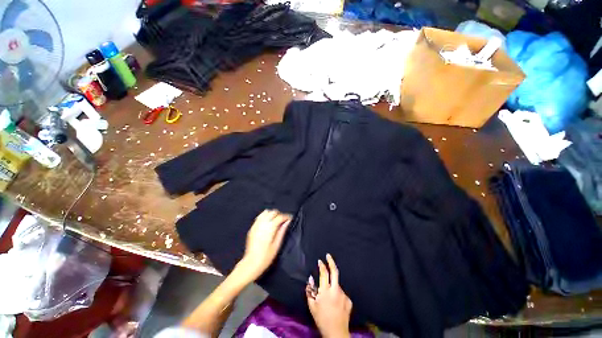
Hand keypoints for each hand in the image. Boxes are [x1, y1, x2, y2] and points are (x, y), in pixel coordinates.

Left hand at [236, 210, 290, 281]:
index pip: (280, 216)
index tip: (290, 219)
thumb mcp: (277, 245)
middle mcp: (262, 223)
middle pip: (273, 212)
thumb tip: (287, 222)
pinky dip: (265, 217)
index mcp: (270, 228)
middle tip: (283, 221)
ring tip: (275, 221)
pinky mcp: (252, 227)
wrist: (251, 263)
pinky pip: (260, 217)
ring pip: (266, 212)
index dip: (286, 216)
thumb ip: (282, 231)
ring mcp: (256, 225)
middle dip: (279, 214)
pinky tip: (268, 223)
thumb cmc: (266, 256)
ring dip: (272, 214)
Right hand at [306, 254, 351, 337]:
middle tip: (328, 255)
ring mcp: (343, 295)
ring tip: (329, 298)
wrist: (336, 332)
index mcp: (325, 291)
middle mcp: (336, 290)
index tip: (320, 261)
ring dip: (333, 285)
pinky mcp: (348, 300)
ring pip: (337, 284)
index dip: (322, 265)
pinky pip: (341, 293)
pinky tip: (335, 304)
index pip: (324, 273)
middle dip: (331, 262)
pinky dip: (337, 294)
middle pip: (335, 271)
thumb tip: (311, 278)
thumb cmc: (321, 319)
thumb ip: (310, 290)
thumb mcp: (312, 306)